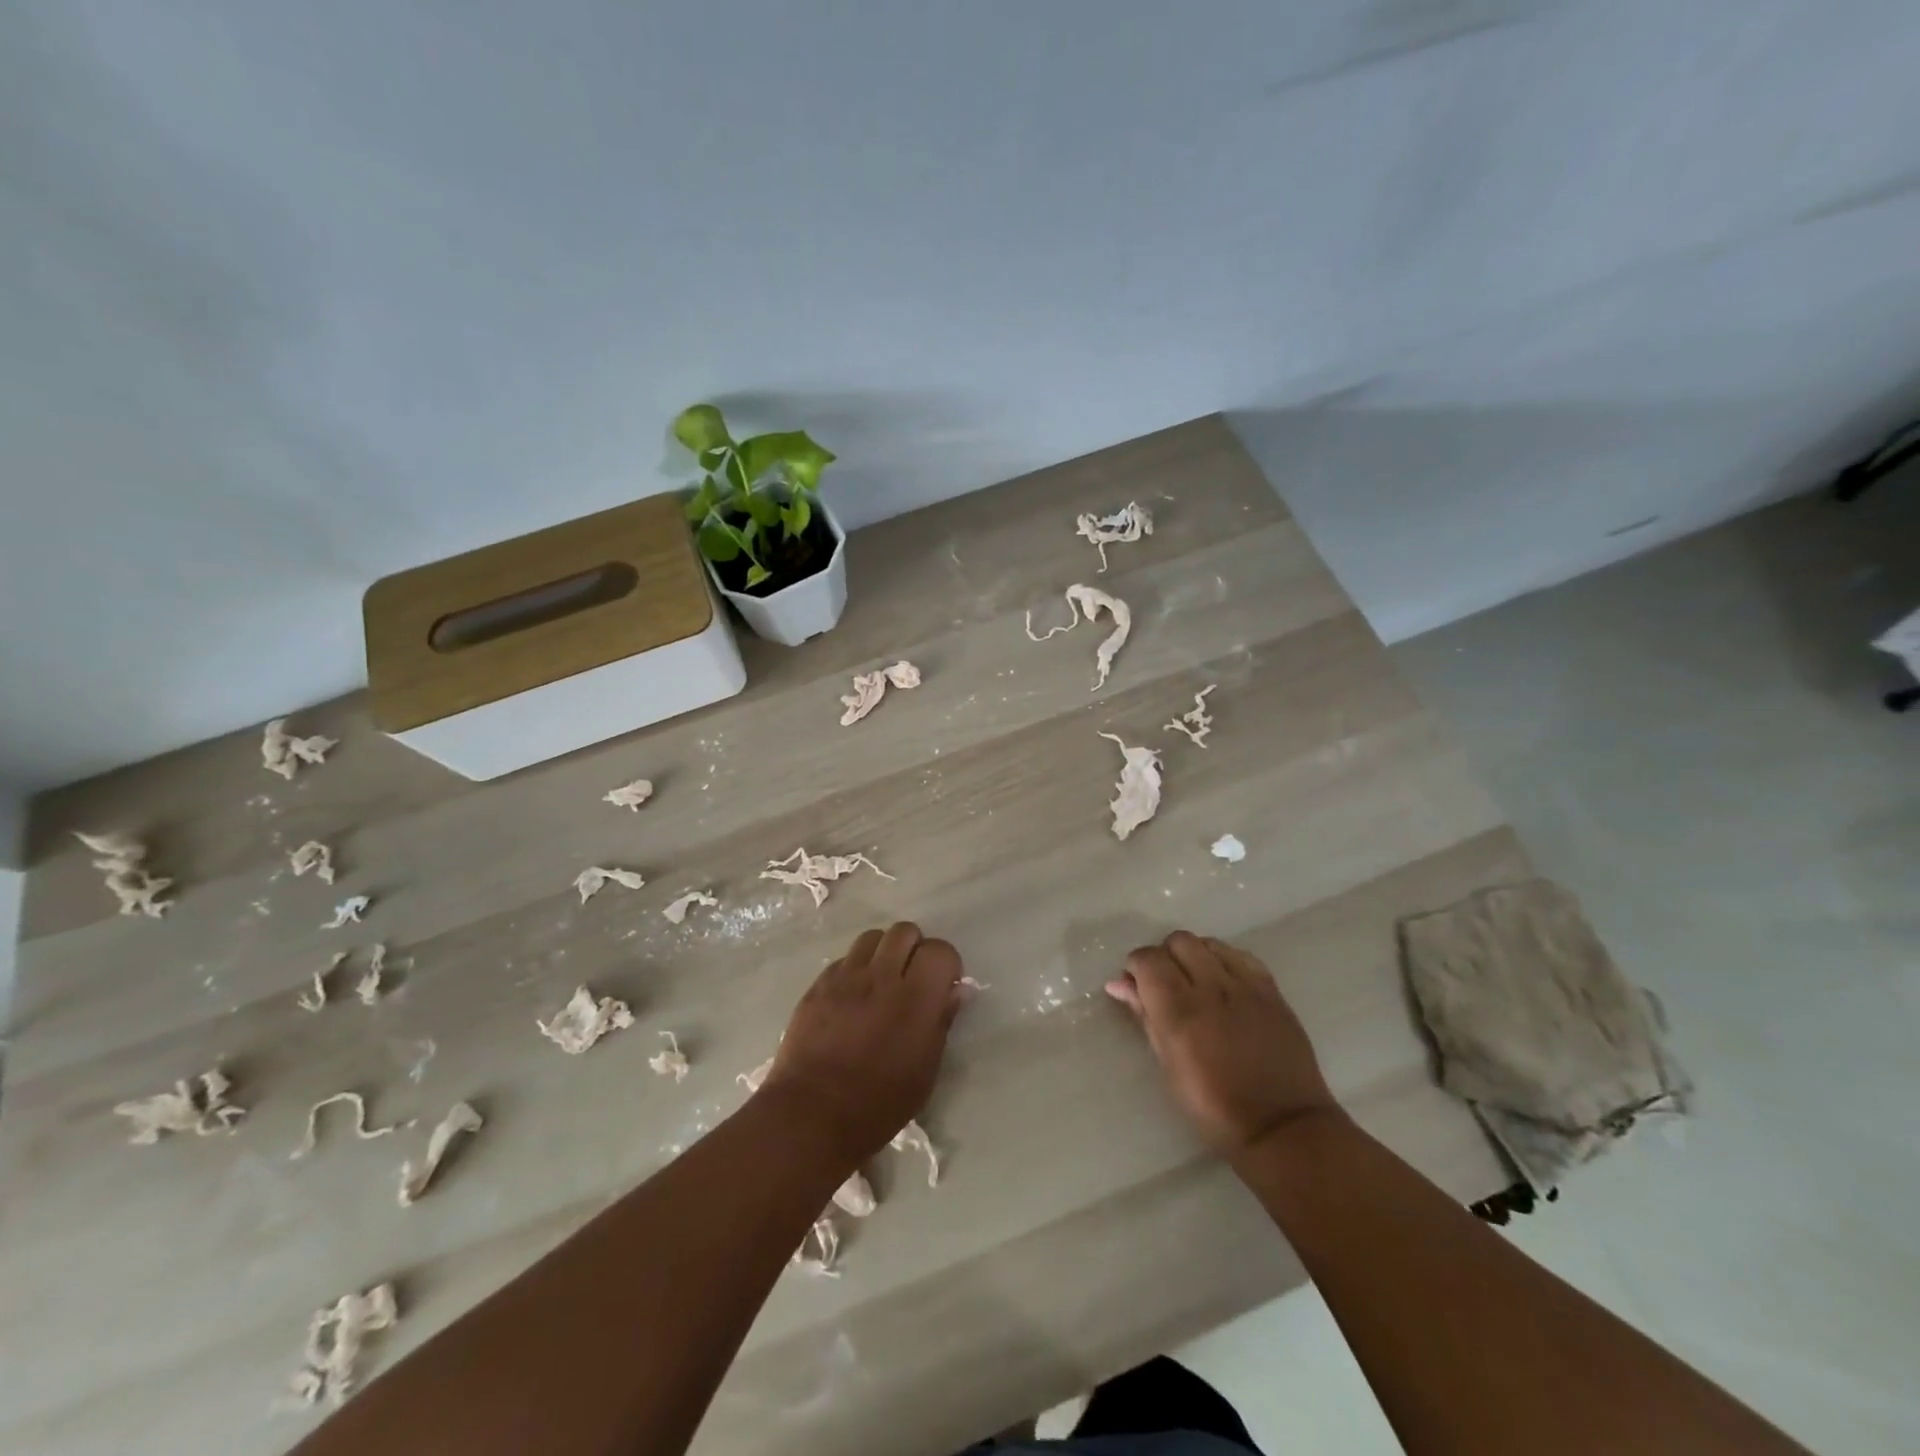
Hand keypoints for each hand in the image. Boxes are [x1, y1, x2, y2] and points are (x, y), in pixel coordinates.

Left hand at [763, 922, 963, 1166]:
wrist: (811, 1114)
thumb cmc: (878, 1103)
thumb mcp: (925, 1072)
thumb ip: (941, 1022)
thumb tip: (956, 990)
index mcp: (915, 999)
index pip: (940, 950)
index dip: (946, 964)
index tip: (942, 986)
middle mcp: (881, 976)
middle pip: (905, 931)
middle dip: (915, 949)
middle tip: (912, 979)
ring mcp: (845, 977)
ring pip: (872, 937)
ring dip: (884, 953)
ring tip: (882, 982)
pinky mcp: (818, 984)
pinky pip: (844, 959)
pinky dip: (856, 969)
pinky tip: (853, 998)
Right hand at [1107, 931, 1339, 1155]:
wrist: (1281, 1126)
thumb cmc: (1213, 1107)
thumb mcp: (1168, 1066)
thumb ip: (1144, 1016)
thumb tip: (1119, 983)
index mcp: (1180, 1011)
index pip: (1148, 959)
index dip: (1136, 966)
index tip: (1137, 985)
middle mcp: (1211, 988)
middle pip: (1179, 941)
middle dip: (1165, 956)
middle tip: (1166, 984)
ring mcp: (1246, 986)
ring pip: (1210, 942)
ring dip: (1195, 955)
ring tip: (1197, 982)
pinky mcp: (1272, 990)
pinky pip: (1241, 956)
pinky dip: (1225, 961)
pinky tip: (1225, 984)